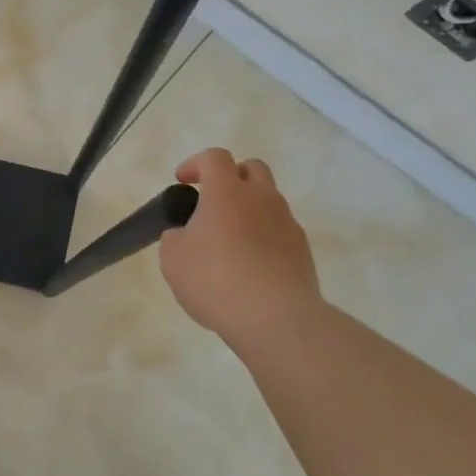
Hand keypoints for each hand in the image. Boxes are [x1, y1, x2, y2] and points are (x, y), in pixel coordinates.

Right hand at [159, 149, 324, 349]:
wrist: (275, 318)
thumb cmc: (215, 280)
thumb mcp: (173, 258)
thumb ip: (175, 238)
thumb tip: (185, 235)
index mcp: (227, 192)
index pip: (214, 157)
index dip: (195, 164)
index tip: (182, 182)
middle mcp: (262, 198)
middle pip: (252, 168)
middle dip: (231, 177)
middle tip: (211, 201)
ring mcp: (287, 223)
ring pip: (268, 201)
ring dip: (248, 209)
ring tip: (228, 240)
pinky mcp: (302, 250)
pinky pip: (279, 230)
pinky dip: (262, 236)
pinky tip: (248, 265)